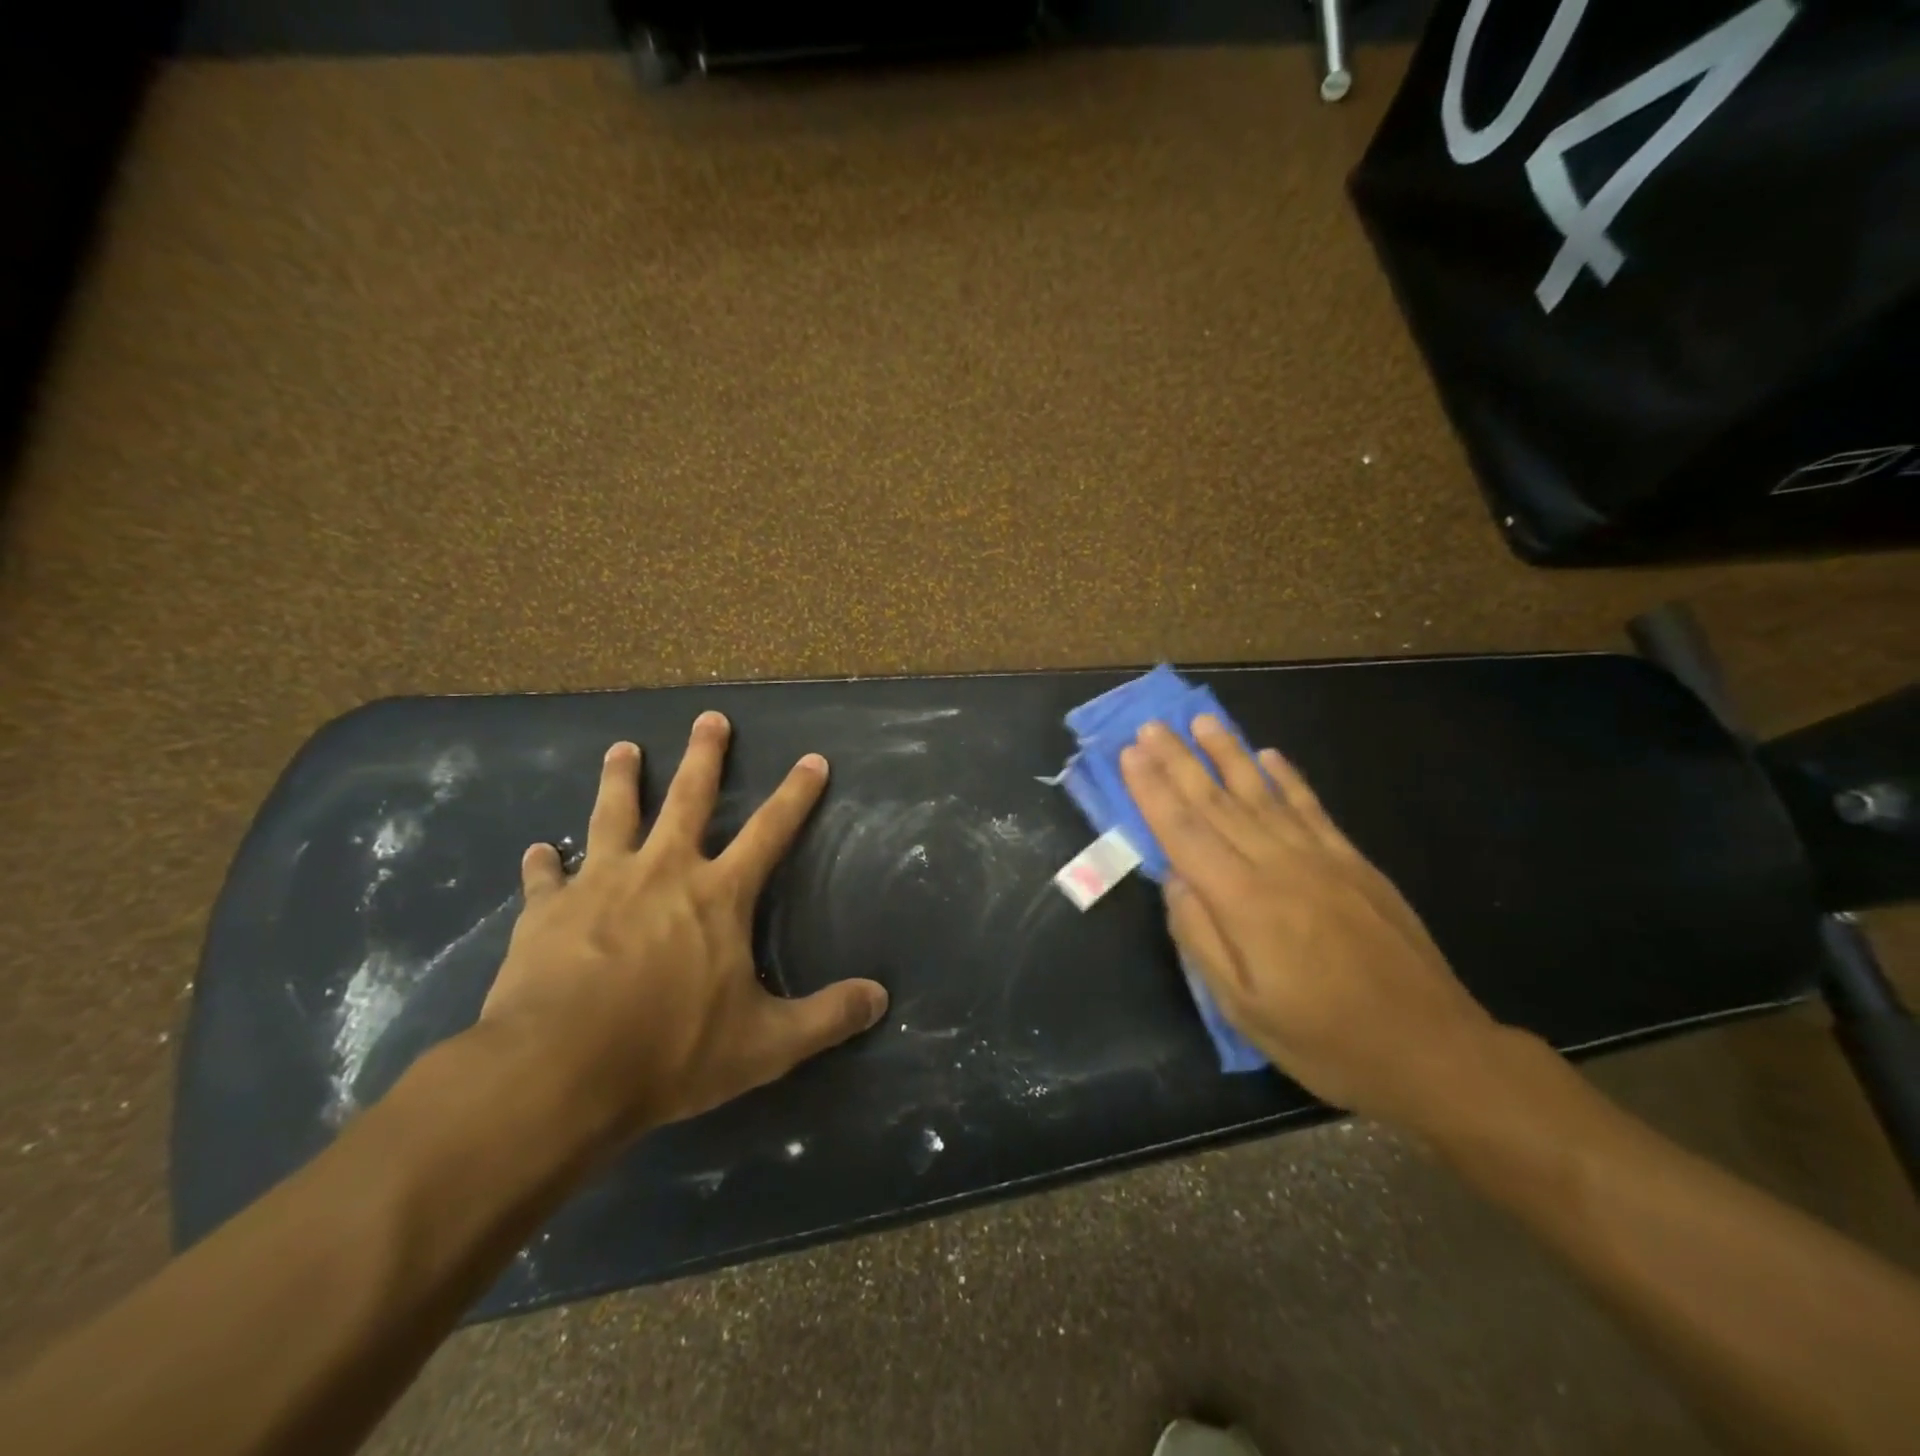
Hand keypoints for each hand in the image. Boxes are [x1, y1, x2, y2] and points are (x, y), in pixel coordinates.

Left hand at [478, 712, 888, 1143]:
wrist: (557, 1071)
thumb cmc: (670, 1050)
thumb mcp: (765, 1044)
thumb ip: (827, 1017)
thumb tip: (881, 998)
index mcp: (717, 895)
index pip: (770, 831)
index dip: (796, 794)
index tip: (813, 759)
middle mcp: (662, 872)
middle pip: (688, 799)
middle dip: (704, 756)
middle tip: (710, 718)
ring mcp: (599, 885)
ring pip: (613, 815)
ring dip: (620, 780)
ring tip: (623, 749)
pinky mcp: (546, 911)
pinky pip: (544, 877)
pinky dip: (542, 863)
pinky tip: (536, 851)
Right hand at [1119, 716, 1500, 1127]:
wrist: (1433, 1051)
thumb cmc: (1325, 1040)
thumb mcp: (1243, 1008)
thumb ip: (1200, 937)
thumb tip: (1174, 879)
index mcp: (1244, 902)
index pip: (1184, 832)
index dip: (1152, 790)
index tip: (1129, 753)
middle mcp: (1278, 865)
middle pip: (1216, 802)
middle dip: (1178, 760)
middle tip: (1149, 725)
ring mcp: (1321, 858)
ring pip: (1262, 793)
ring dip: (1227, 753)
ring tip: (1201, 720)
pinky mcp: (1353, 863)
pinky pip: (1311, 808)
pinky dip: (1287, 777)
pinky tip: (1269, 755)